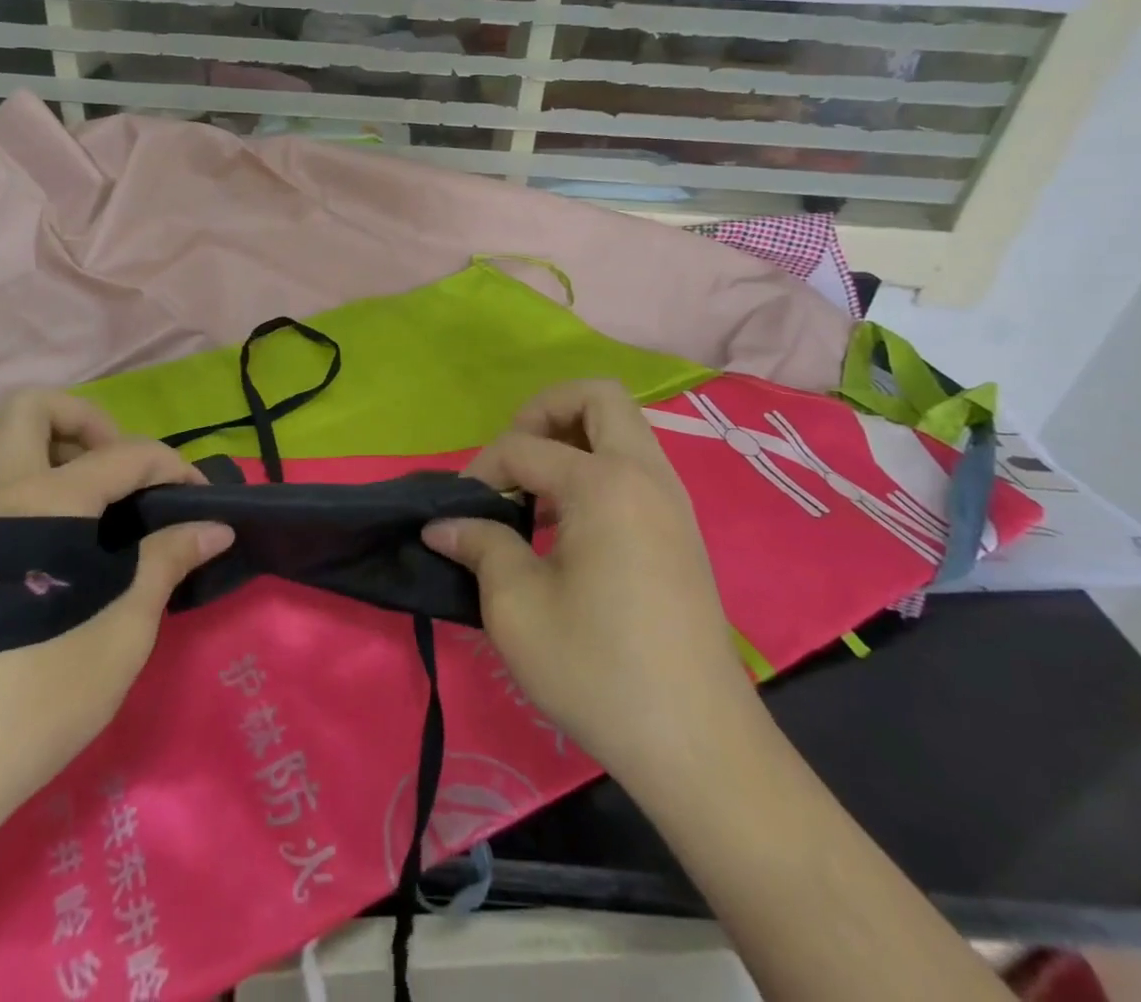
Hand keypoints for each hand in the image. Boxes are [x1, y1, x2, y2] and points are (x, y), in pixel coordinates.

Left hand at [0, 391, 231, 806]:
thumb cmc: (37, 696)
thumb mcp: (123, 627)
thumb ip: (167, 560)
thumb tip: (215, 527)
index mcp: (45, 501)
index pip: (124, 452)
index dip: (171, 466)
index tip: (200, 500)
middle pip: (34, 409)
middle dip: (90, 422)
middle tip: (125, 474)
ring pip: (9, 445)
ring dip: (61, 452)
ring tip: (107, 508)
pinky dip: (40, 488)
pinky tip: (69, 546)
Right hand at [424, 380, 756, 777]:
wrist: (698, 744)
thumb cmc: (597, 669)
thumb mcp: (516, 607)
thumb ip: (479, 545)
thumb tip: (442, 524)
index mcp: (604, 484)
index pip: (524, 446)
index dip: (481, 470)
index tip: (459, 513)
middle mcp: (646, 474)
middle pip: (597, 396)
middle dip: (544, 410)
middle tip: (513, 459)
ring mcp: (672, 500)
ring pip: (623, 427)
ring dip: (573, 437)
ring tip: (535, 491)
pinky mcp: (681, 529)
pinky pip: (635, 465)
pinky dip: (596, 467)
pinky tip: (568, 522)